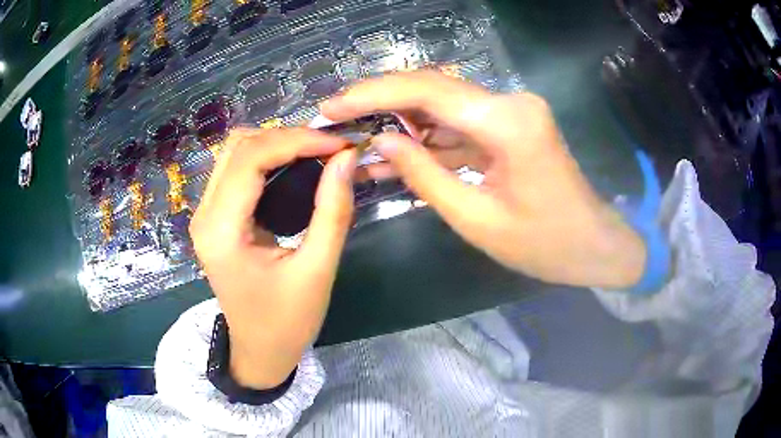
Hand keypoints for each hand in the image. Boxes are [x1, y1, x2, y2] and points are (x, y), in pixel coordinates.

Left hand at [190, 128, 354, 388]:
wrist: (259, 351)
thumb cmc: (287, 322)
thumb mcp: (317, 271)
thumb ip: (332, 211)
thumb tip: (346, 158)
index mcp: (221, 231)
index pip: (251, 159)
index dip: (297, 140)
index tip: (340, 143)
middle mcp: (204, 214)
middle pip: (239, 146)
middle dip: (287, 137)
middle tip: (330, 148)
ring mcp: (205, 214)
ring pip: (235, 152)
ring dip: (276, 144)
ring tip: (316, 154)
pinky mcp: (214, 218)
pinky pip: (236, 170)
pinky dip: (267, 158)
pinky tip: (294, 167)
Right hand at [322, 71, 645, 288]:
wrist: (593, 245)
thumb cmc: (545, 244)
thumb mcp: (477, 219)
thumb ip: (424, 175)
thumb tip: (380, 143)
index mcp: (508, 122)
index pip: (428, 91)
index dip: (374, 94)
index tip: (333, 106)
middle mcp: (510, 103)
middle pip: (433, 87)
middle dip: (381, 101)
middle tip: (337, 117)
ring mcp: (511, 112)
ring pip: (442, 105)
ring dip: (400, 122)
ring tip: (357, 141)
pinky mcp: (509, 126)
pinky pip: (459, 126)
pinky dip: (427, 140)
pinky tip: (395, 155)